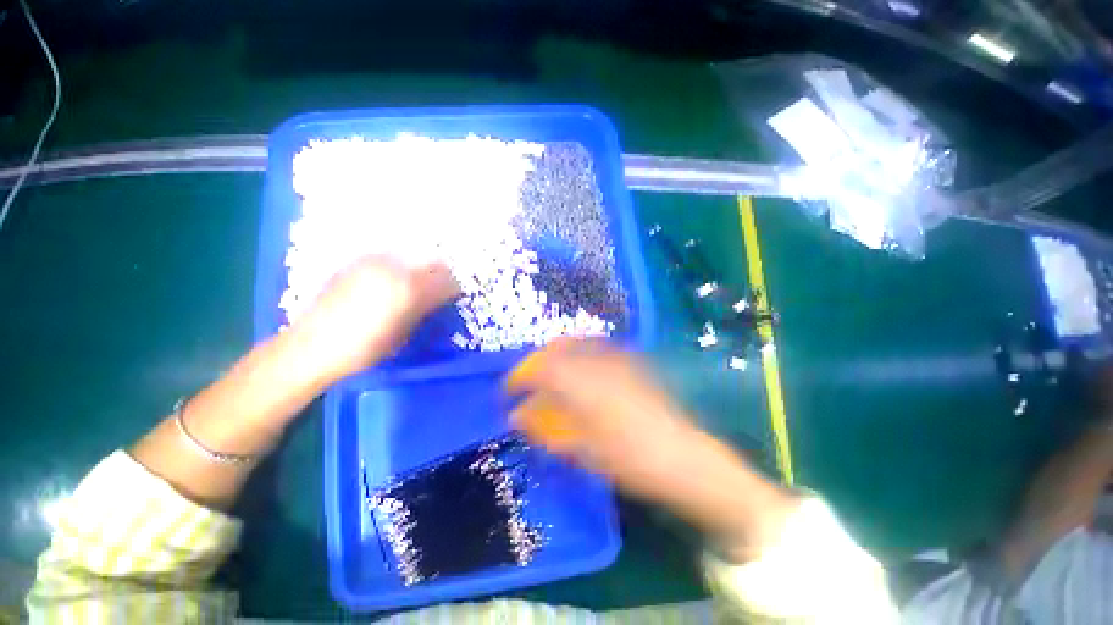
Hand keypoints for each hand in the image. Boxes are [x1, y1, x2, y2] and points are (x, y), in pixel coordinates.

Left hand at [283, 256, 459, 385]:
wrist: (312, 345)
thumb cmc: (365, 348)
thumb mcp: (404, 333)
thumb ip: (426, 309)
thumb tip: (440, 298)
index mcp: (409, 289)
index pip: (447, 281)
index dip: (454, 289)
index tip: (454, 298)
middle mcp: (394, 268)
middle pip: (433, 263)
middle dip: (441, 276)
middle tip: (439, 291)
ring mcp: (374, 261)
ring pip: (412, 257)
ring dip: (421, 270)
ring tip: (416, 286)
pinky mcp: (358, 262)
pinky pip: (390, 259)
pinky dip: (400, 268)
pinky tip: (391, 283)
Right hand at [505, 339, 703, 500]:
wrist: (679, 454)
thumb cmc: (626, 457)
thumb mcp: (579, 447)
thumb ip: (545, 426)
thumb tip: (517, 416)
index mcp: (580, 383)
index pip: (538, 368)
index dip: (519, 376)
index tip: (509, 389)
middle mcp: (595, 361)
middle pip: (556, 348)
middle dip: (538, 361)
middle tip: (530, 381)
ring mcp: (615, 357)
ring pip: (576, 343)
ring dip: (558, 355)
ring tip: (553, 375)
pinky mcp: (630, 359)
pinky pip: (597, 346)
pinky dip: (580, 353)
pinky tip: (583, 370)